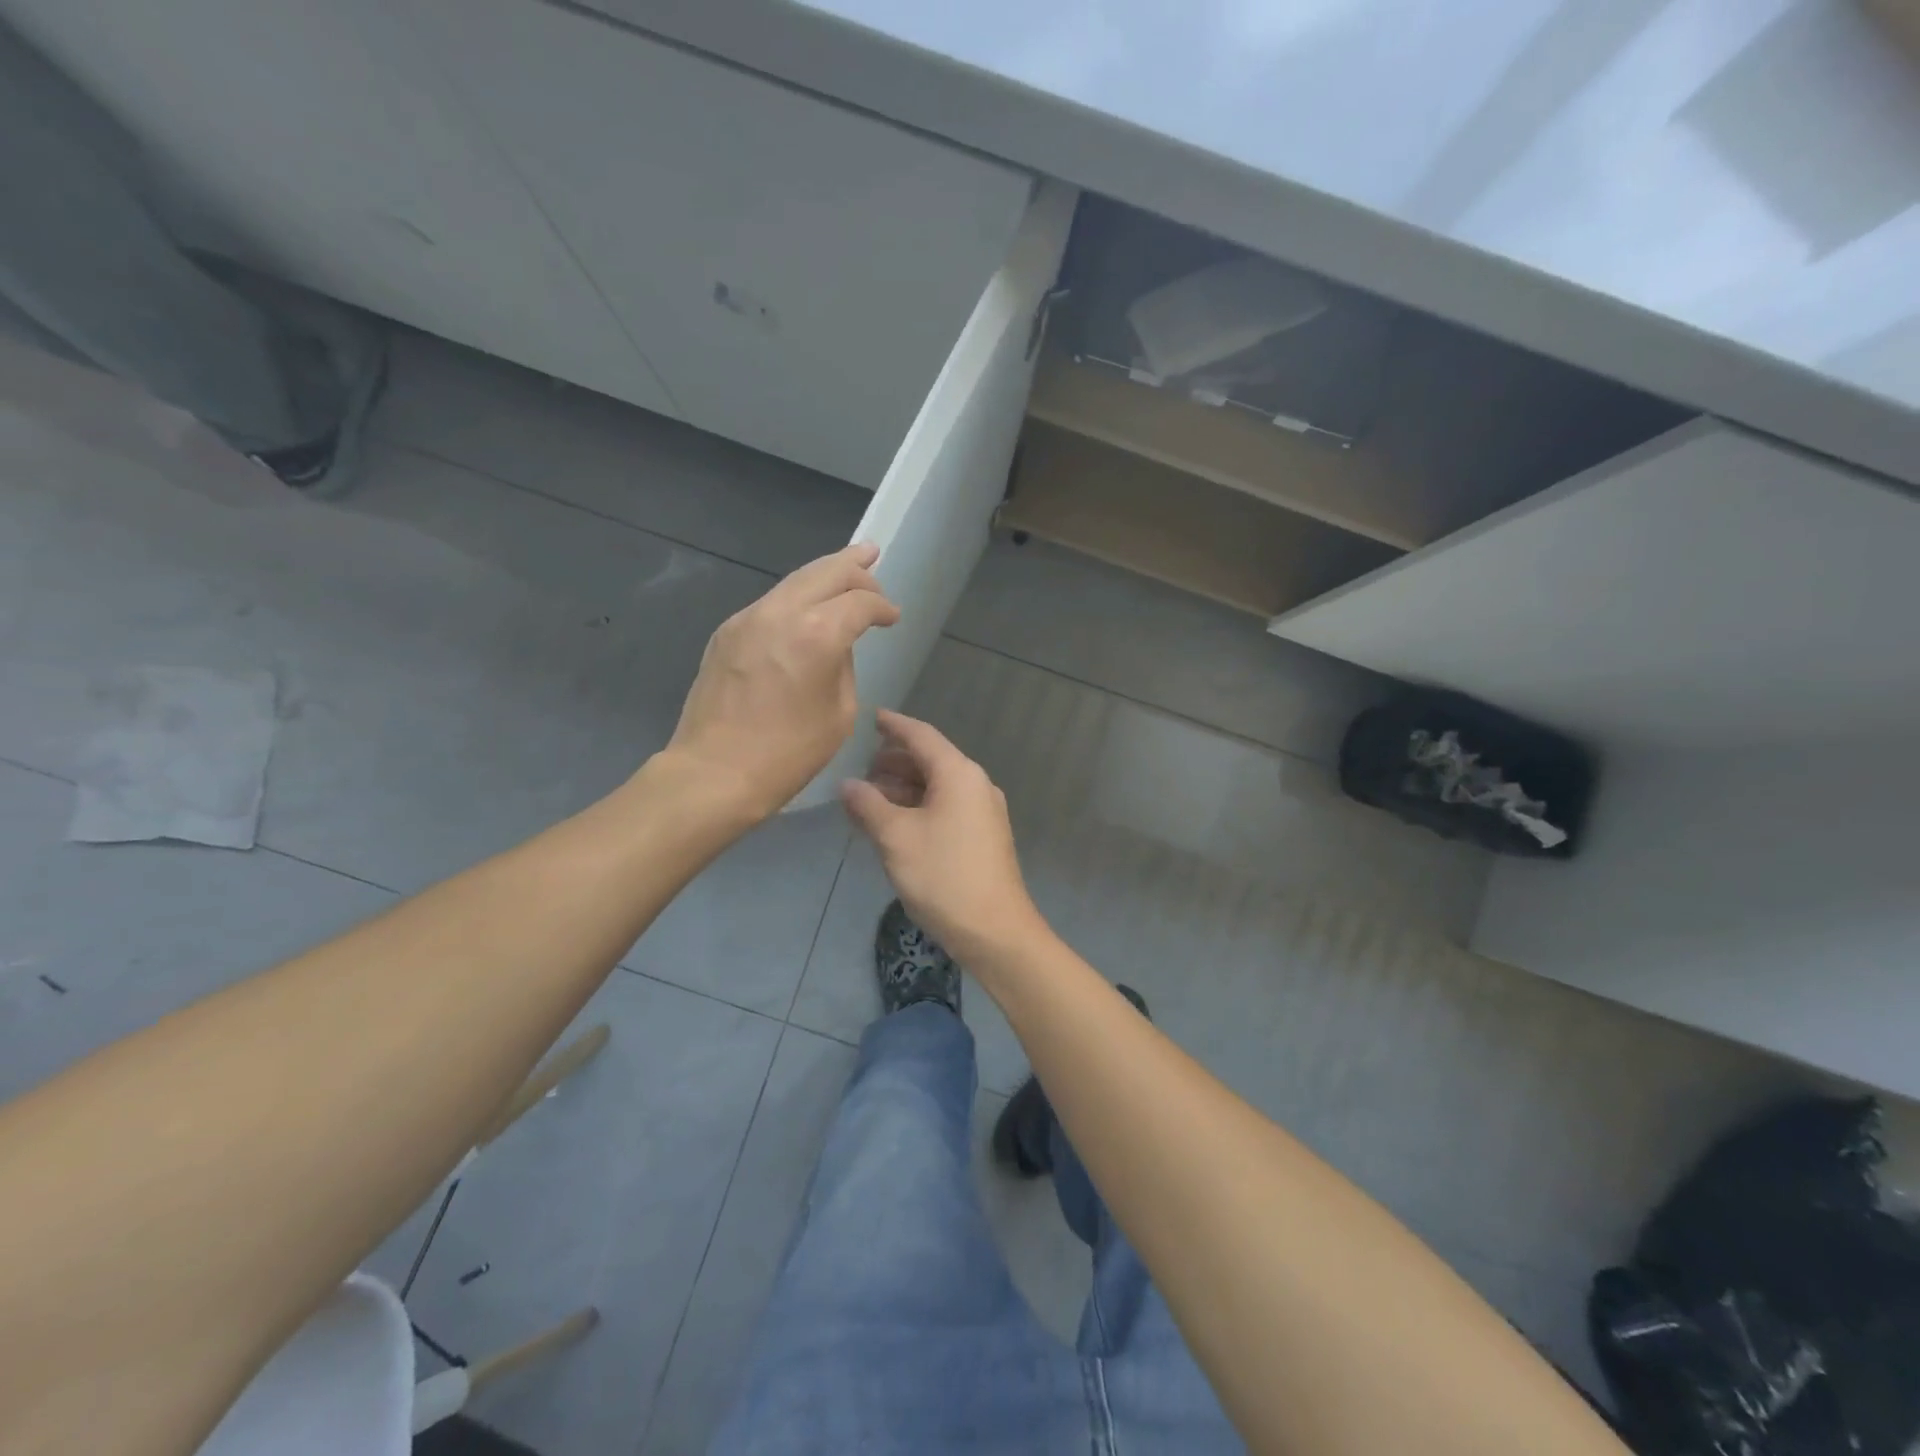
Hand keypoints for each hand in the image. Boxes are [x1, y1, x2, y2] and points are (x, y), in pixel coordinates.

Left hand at [662, 544, 898, 820]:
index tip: (892, 619)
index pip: (860, 602)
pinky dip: (796, 597)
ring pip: (794, 580)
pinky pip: (771, 603)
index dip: (882, 607)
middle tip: (873, 558)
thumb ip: (844, 667)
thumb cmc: (787, 754)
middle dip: (855, 567)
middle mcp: (781, 613)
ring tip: (845, 566)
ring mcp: (748, 618)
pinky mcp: (727, 632)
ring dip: (823, 573)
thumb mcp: (839, 714)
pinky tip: (806, 608)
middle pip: (826, 572)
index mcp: (818, 634)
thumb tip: (835, 647)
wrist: (714, 772)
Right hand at [841, 710, 1045, 966]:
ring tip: (870, 799)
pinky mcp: (983, 837)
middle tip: (861, 770)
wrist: (995, 931)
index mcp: (958, 774)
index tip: (872, 718)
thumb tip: (847, 785)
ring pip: (937, 787)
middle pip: (930, 760)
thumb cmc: (943, 876)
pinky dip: (918, 807)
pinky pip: (946, 808)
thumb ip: (868, 805)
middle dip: (894, 762)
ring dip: (904, 788)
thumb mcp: (896, 838)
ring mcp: (983, 812)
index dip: (894, 725)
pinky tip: (894, 824)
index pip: (921, 736)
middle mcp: (975, 785)